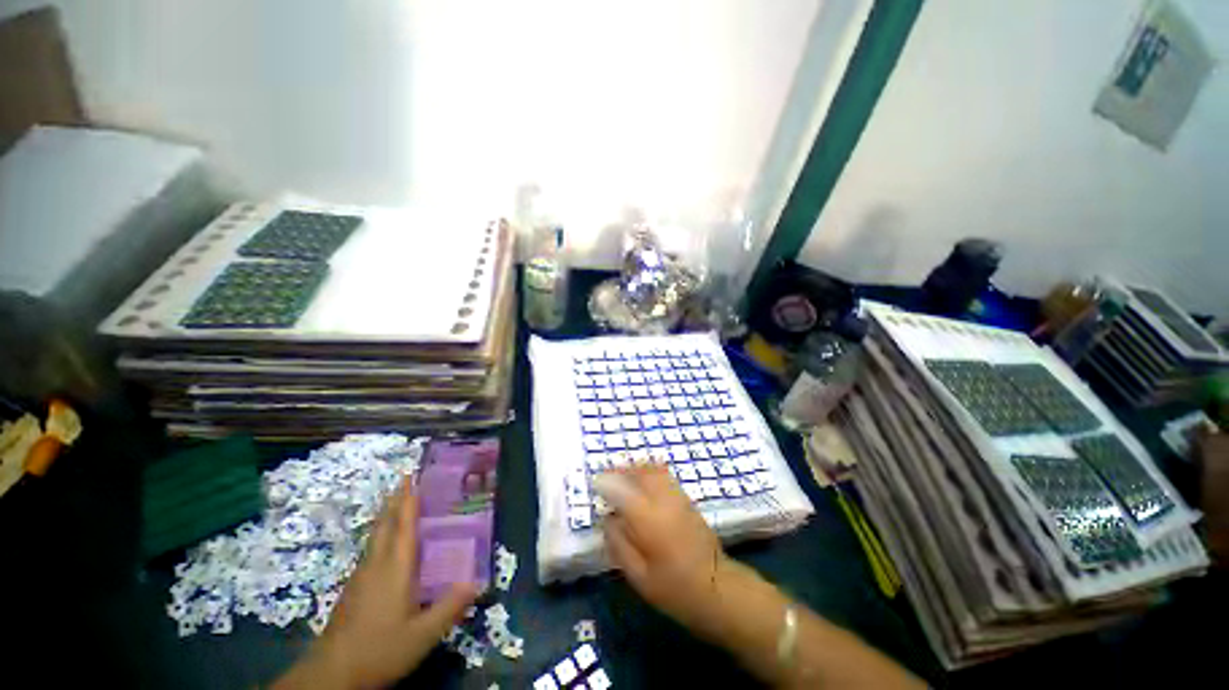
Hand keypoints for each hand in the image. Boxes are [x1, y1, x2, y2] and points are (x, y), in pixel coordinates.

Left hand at [276, 479, 478, 689]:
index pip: (404, 526)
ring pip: (375, 537)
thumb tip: (478, 582)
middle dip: (394, 501)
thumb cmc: (380, 649)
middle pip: (385, 525)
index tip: (411, 476)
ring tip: (396, 502)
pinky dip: (381, 534)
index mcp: (395, 568)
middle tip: (404, 479)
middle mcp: (376, 565)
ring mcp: (361, 577)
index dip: (408, 501)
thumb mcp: (422, 635)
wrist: (331, 676)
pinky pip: (371, 550)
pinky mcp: (353, 589)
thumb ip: (450, 607)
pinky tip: (384, 544)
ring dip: (386, 515)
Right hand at [594, 466, 733, 634]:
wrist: (717, 588)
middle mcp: (663, 500)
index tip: (595, 483)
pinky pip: (665, 476)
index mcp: (647, 518)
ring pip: (654, 470)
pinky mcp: (687, 500)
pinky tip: (644, 484)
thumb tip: (608, 520)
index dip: (606, 483)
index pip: (621, 490)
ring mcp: (678, 497)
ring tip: (624, 478)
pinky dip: (650, 472)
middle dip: (622, 470)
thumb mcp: (638, 575)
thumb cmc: (674, 588)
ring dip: (636, 469)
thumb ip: (619, 544)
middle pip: (640, 472)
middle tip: (608, 477)